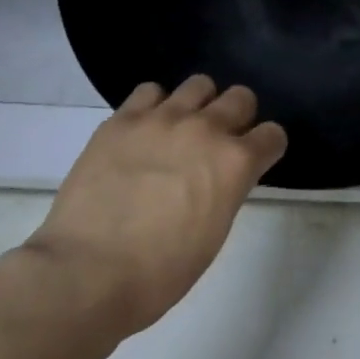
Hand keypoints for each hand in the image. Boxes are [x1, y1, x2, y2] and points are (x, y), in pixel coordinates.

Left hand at [14, 76, 287, 349]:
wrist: (86, 274)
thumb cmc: (158, 273)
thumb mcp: (213, 234)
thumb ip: (226, 191)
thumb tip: (220, 177)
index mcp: (236, 163)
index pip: (273, 135)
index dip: (266, 148)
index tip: (256, 160)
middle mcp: (206, 129)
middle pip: (241, 97)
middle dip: (238, 117)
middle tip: (219, 141)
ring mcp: (163, 119)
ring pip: (199, 84)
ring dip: (198, 105)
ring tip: (181, 129)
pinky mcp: (123, 119)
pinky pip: (150, 91)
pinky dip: (154, 106)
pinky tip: (144, 130)